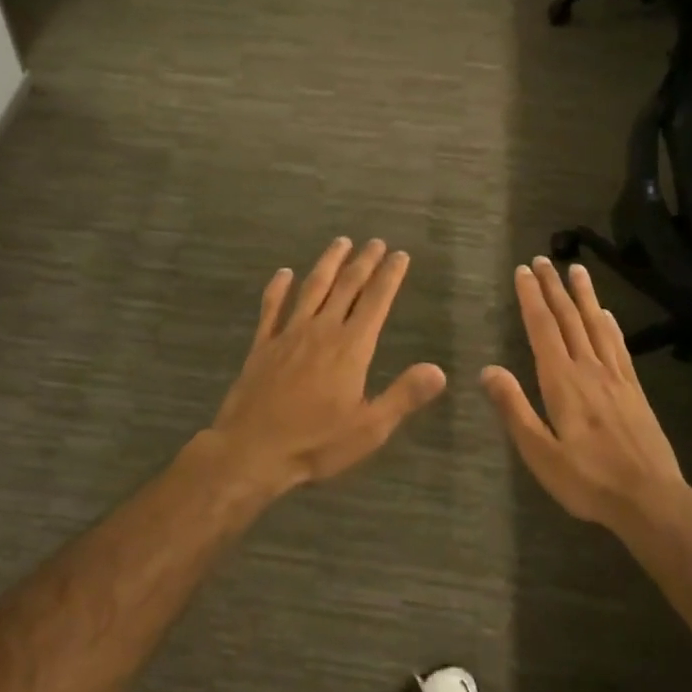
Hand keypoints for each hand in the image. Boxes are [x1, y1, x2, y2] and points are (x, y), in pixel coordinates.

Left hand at [205, 238, 445, 493]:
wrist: (251, 449)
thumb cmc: (315, 443)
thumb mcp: (369, 428)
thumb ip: (404, 395)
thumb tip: (439, 370)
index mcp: (350, 348)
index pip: (376, 301)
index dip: (390, 276)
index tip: (400, 255)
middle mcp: (321, 330)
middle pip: (346, 286)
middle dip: (364, 262)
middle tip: (375, 242)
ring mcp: (288, 334)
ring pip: (312, 288)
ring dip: (328, 263)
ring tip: (341, 242)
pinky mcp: (263, 344)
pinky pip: (271, 308)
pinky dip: (278, 288)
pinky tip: (283, 273)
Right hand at [481, 257, 691, 533]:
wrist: (651, 500)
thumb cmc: (588, 480)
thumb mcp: (540, 452)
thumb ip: (514, 409)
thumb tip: (488, 370)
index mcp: (562, 382)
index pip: (542, 329)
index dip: (531, 298)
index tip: (523, 271)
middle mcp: (589, 369)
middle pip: (568, 319)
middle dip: (553, 287)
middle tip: (543, 259)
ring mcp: (615, 378)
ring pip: (596, 325)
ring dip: (583, 296)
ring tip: (576, 269)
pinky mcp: (634, 390)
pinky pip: (618, 346)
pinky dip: (610, 324)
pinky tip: (606, 314)